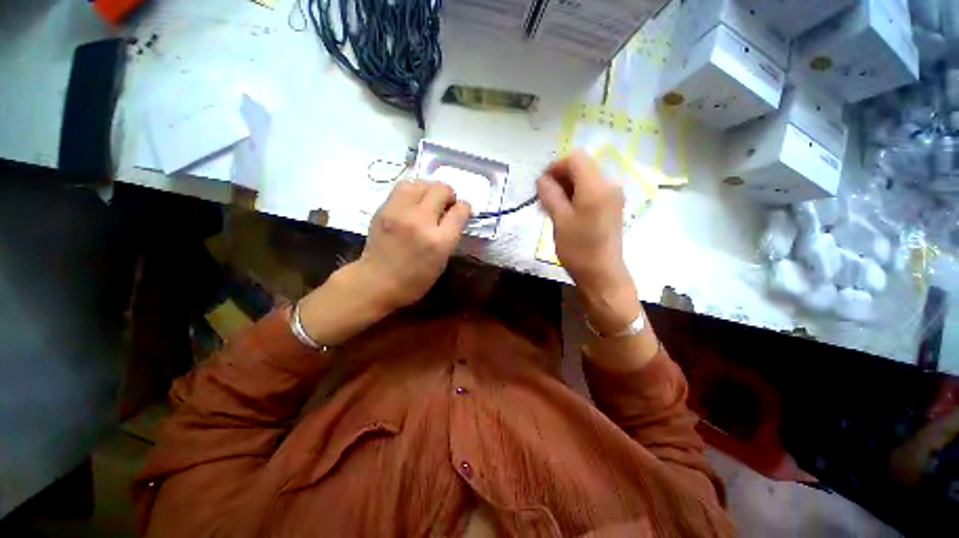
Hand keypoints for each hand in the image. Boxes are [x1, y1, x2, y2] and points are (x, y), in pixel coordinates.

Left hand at [357, 180, 471, 310]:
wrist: (376, 282)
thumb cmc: (415, 280)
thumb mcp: (442, 261)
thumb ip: (450, 235)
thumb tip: (453, 214)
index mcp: (440, 241)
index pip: (460, 210)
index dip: (465, 208)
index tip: (461, 212)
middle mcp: (421, 221)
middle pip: (442, 189)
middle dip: (449, 195)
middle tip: (445, 206)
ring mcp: (400, 212)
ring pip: (422, 183)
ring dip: (430, 190)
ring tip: (428, 202)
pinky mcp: (384, 208)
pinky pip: (403, 187)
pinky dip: (413, 191)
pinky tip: (412, 203)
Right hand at [537, 150, 639, 334]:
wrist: (602, 274)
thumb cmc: (579, 248)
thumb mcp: (560, 220)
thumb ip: (551, 195)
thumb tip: (542, 179)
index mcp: (596, 187)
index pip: (575, 158)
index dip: (555, 166)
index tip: (541, 184)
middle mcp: (609, 185)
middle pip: (582, 167)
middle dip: (560, 178)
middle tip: (543, 198)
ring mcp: (613, 197)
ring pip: (585, 180)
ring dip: (566, 188)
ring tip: (551, 207)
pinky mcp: (612, 207)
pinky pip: (591, 191)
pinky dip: (576, 196)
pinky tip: (565, 212)